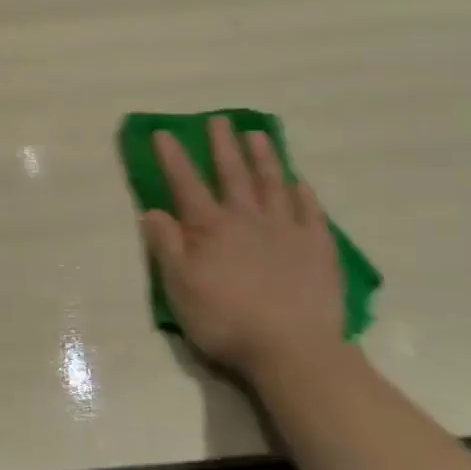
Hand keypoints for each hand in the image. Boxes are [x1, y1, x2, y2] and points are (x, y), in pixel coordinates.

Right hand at [140, 122, 346, 381]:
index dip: (173, 158)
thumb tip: (152, 210)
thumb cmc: (226, 321)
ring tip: (257, 135)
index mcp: (210, 229)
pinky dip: (303, 194)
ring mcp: (287, 231)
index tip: (164, 133)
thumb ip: (166, 246)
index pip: (186, 185)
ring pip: (273, 184)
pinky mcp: (318, 248)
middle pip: (233, 175)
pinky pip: (310, 212)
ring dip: (263, 158)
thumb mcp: (179, 287)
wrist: (293, 350)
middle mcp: (247, 220)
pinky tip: (300, 182)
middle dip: (223, 146)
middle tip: (218, 120)